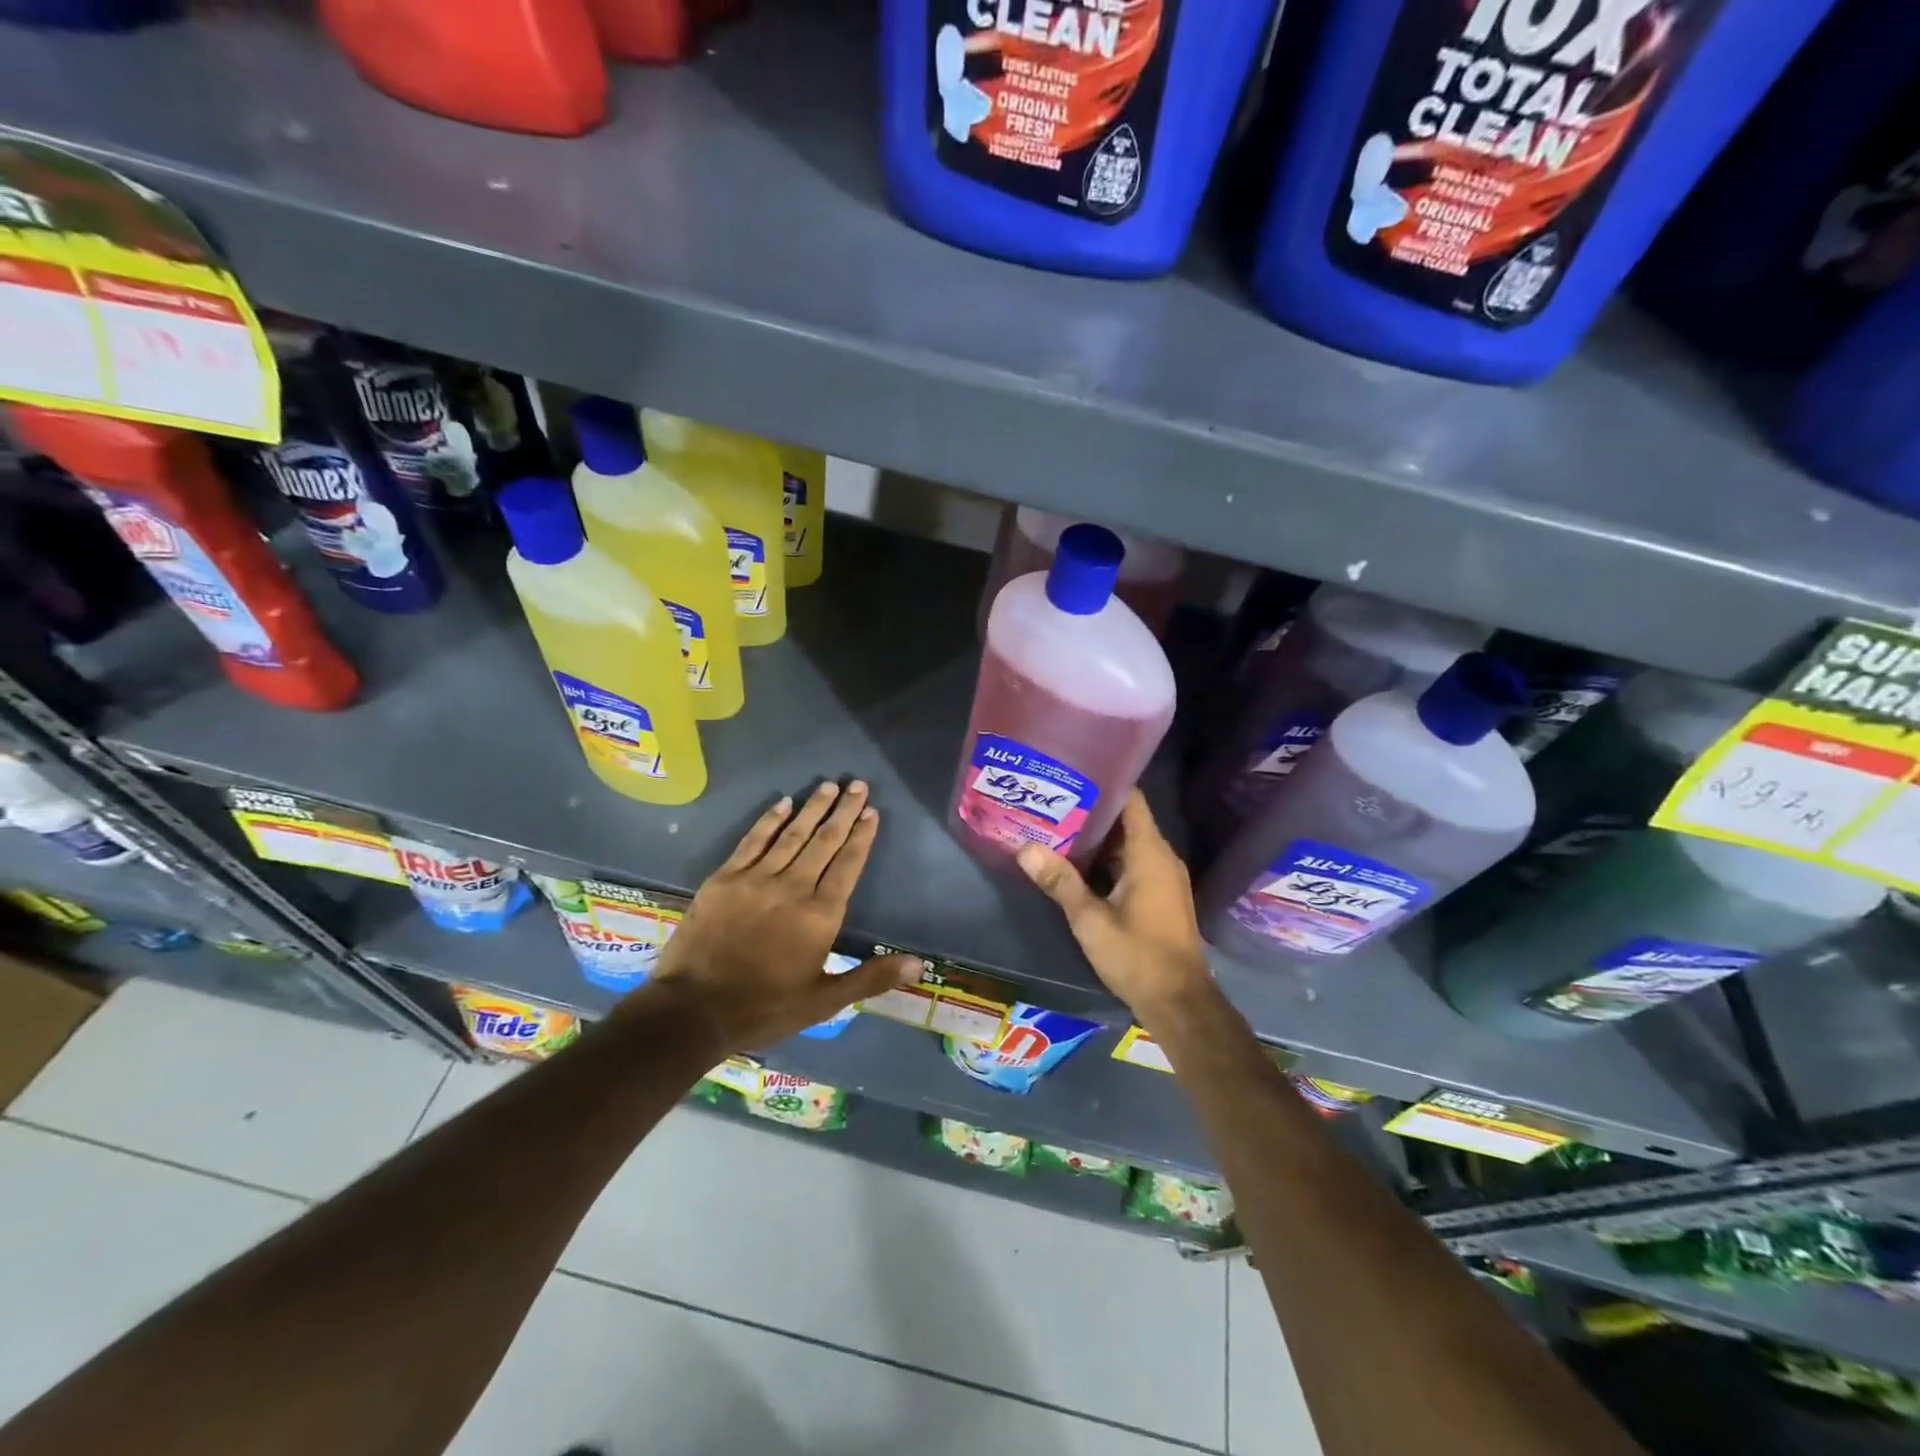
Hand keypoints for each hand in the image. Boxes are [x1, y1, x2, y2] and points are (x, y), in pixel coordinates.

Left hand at [644, 780, 924, 1051]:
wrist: (692, 1010)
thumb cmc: (764, 1008)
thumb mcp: (824, 1002)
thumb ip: (871, 977)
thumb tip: (919, 964)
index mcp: (820, 915)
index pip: (848, 865)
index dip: (862, 836)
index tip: (871, 811)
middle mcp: (793, 887)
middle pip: (824, 841)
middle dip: (843, 811)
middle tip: (857, 784)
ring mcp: (756, 879)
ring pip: (792, 834)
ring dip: (812, 808)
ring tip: (829, 785)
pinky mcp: (725, 878)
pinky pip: (753, 841)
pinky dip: (769, 820)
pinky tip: (783, 803)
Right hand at [1017, 791, 1212, 1024]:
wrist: (1179, 1001)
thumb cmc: (1137, 955)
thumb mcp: (1090, 920)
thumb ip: (1060, 882)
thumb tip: (1025, 848)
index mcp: (1149, 853)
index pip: (1130, 799)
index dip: (1102, 784)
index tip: (1069, 777)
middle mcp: (1161, 857)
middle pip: (1125, 820)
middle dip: (1090, 812)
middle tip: (1051, 803)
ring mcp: (1163, 876)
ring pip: (1127, 843)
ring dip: (1096, 838)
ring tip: (1055, 828)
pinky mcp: (1160, 895)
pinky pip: (1132, 863)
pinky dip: (1107, 860)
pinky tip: (1076, 864)